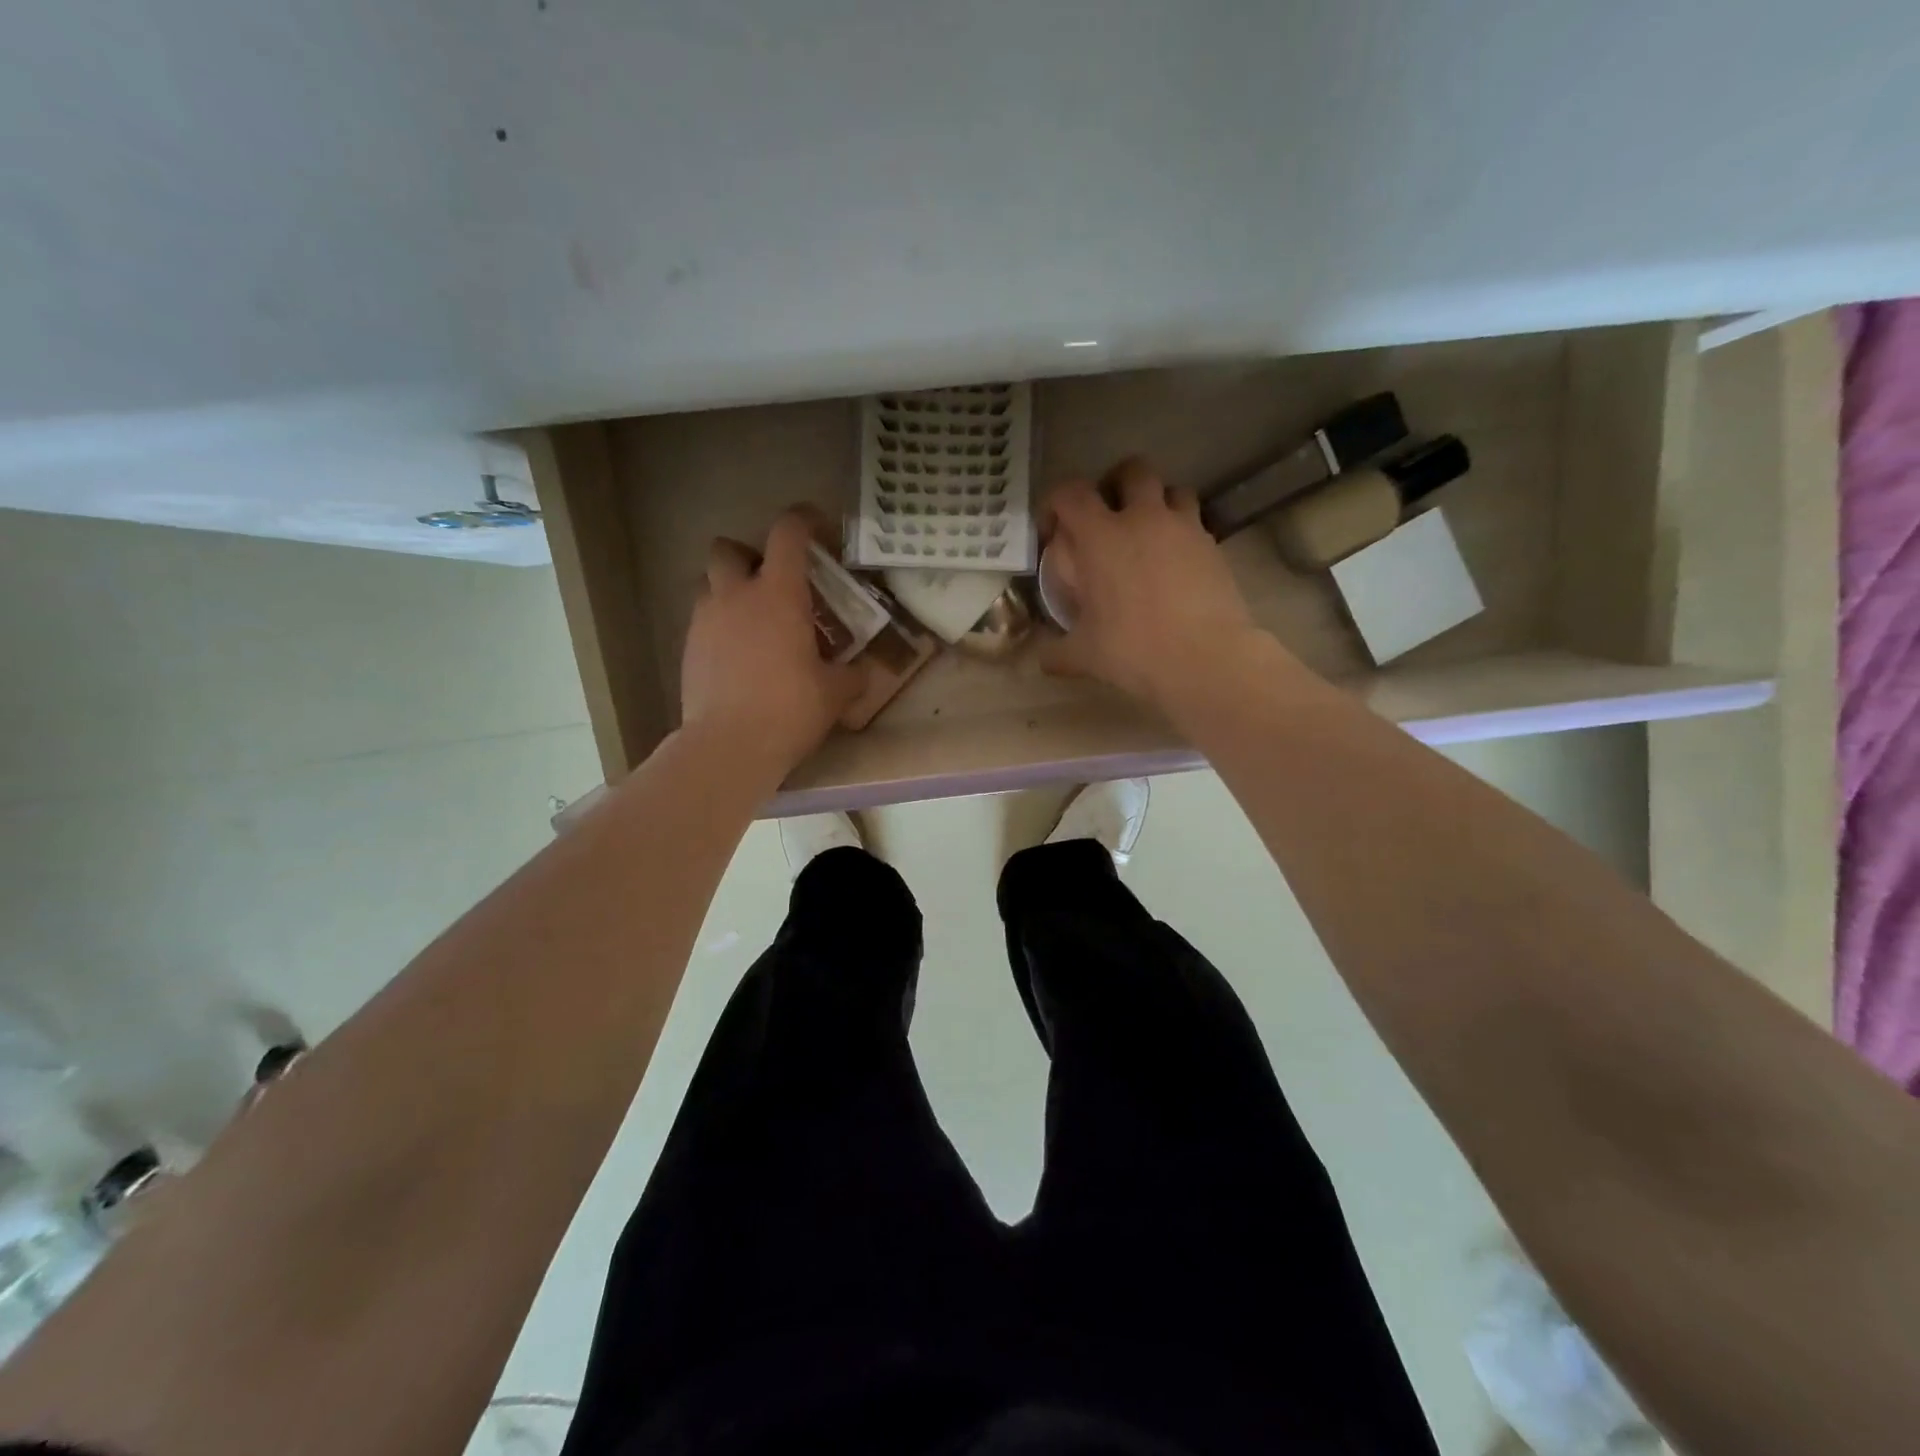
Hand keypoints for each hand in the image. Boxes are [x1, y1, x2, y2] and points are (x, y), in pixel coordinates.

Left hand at [680, 510, 866, 778]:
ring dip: (728, 590)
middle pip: (728, 548)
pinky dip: (718, 626)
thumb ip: (852, 675)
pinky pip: (701, 621)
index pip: (788, 534)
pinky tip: (736, 656)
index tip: (817, 527)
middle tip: (771, 583)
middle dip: (747, 556)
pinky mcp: (687, 649)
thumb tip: (863, 672)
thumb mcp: (835, 694)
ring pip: (708, 583)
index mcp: (778, 594)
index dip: (803, 520)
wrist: (729, 746)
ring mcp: (705, 621)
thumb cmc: (789, 709)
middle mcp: (736, 595)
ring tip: (750, 620)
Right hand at [1039, 458, 1268, 708]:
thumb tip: (1043, 658)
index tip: (1053, 530)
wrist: (1205, 659)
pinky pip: (1195, 523)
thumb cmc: (1134, 649)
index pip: (1071, 493)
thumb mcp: (1085, 655)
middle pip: (1132, 470)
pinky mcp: (1214, 546)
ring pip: (1173, 489)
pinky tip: (1176, 564)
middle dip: (1117, 483)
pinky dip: (1182, 532)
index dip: (1056, 503)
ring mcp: (1184, 528)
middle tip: (1108, 514)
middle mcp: (1143, 519)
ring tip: (1148, 533)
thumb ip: (1057, 652)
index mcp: (1101, 537)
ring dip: (1158, 502)